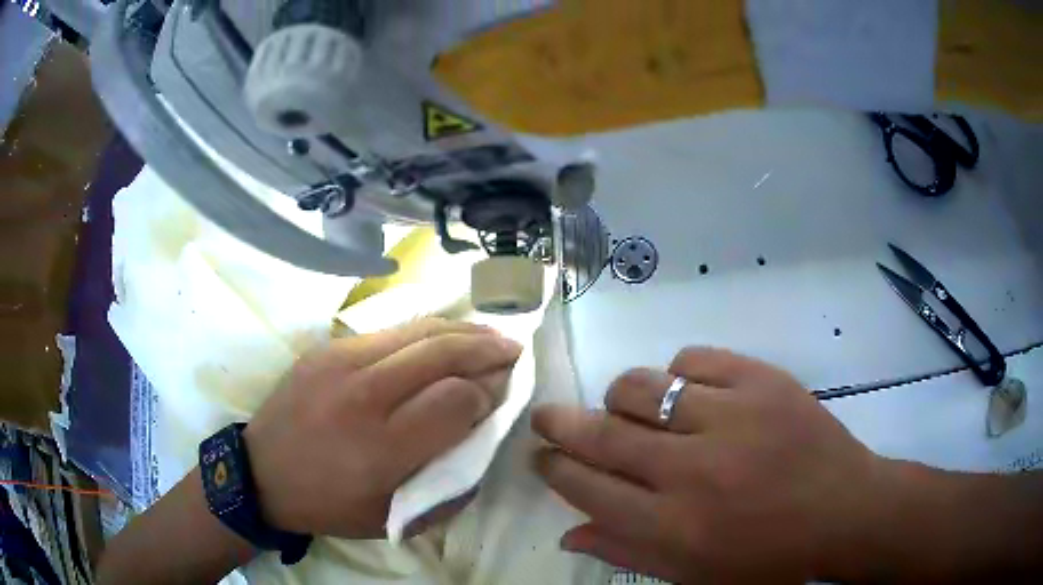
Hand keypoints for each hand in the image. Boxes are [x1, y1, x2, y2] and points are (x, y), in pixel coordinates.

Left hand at [244, 318, 521, 538]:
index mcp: (381, 448)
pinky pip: (389, 330)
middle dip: (488, 349)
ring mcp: (340, 362)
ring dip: (463, 330)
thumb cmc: (329, 504)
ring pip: (418, 330)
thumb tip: (482, 441)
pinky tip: (445, 336)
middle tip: (515, 350)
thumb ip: (446, 486)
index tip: (499, 399)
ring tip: (490, 335)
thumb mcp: (392, 518)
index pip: (455, 401)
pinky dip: (428, 330)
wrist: (260, 472)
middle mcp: (363, 395)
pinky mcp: (327, 348)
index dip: (487, 395)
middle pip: (441, 353)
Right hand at [533, 347, 888, 583]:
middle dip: (561, 424)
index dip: (555, 468)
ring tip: (625, 407)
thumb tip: (568, 533)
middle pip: (602, 435)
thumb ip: (628, 554)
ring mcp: (731, 417)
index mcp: (674, 527)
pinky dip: (676, 374)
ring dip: (619, 397)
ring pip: (640, 387)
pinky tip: (684, 391)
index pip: (588, 489)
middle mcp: (693, 470)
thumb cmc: (769, 557)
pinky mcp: (761, 381)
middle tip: (548, 417)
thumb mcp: (695, 575)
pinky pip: (693, 360)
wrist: (845, 510)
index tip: (542, 455)